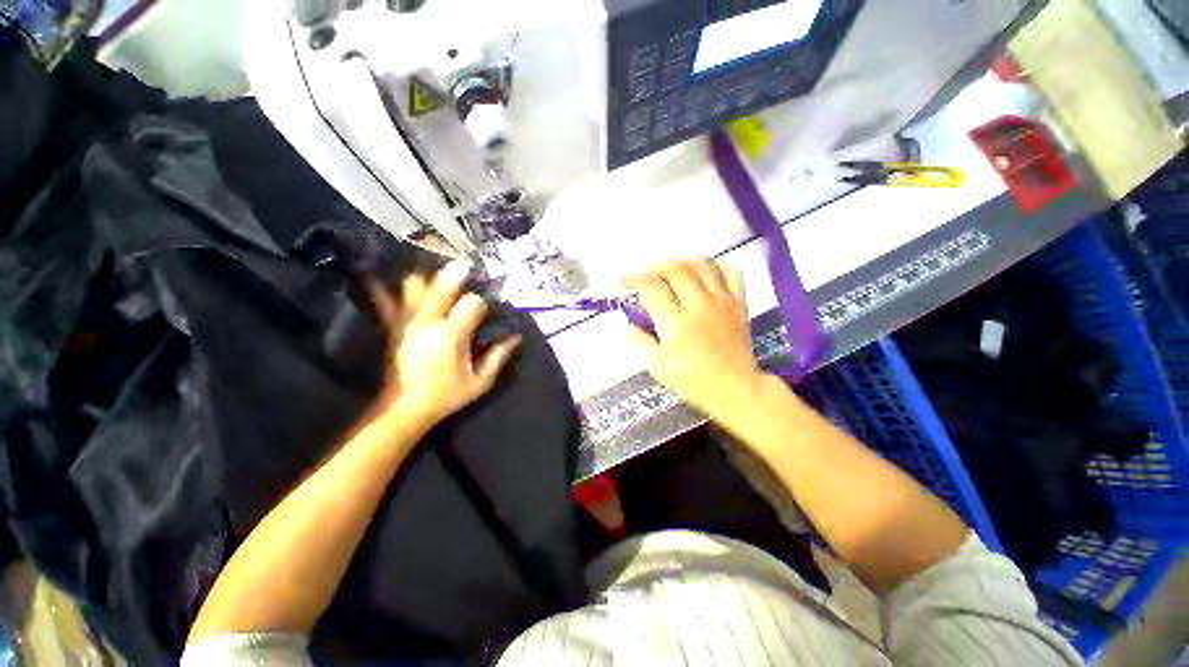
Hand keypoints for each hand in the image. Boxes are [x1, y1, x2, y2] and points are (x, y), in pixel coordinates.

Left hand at [371, 261, 521, 428]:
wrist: (402, 409)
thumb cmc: (445, 397)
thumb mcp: (480, 383)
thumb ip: (498, 358)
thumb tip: (515, 338)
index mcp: (452, 335)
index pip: (472, 303)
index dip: (482, 302)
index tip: (486, 307)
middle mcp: (428, 322)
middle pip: (442, 286)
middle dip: (457, 274)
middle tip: (466, 265)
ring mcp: (407, 322)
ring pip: (414, 287)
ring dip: (427, 278)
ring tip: (436, 273)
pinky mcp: (394, 327)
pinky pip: (387, 302)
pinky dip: (385, 289)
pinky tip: (380, 276)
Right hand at [624, 259, 766, 418]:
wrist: (736, 389)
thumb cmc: (694, 381)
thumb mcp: (659, 366)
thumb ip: (641, 342)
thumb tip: (628, 325)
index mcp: (677, 324)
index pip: (652, 289)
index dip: (633, 280)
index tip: (623, 282)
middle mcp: (700, 306)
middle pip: (676, 269)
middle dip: (654, 266)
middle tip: (644, 273)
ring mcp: (722, 302)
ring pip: (702, 265)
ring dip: (681, 261)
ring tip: (669, 269)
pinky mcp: (739, 304)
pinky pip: (731, 273)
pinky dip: (716, 266)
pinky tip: (704, 272)